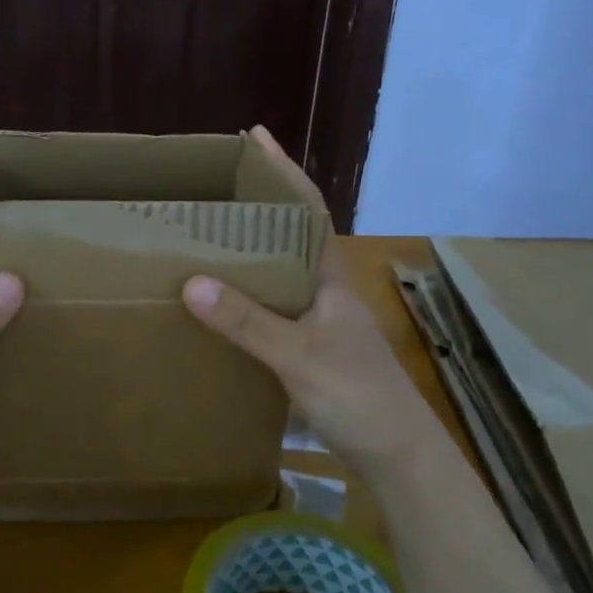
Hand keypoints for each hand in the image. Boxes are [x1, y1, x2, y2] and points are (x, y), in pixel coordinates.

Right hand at [182, 127, 441, 482]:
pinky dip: (252, 293)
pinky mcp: (316, 346)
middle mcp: (328, 288)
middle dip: (259, 205)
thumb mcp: (297, 356)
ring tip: (209, 237)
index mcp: (330, 276)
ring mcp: (324, 318)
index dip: (283, 170)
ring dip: (253, 250)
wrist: (400, 455)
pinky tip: (227, 303)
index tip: (256, 137)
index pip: (308, 207)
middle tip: (213, 189)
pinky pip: (278, 304)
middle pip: (291, 234)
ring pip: (283, 271)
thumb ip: (247, 321)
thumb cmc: (357, 396)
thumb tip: (192, 281)